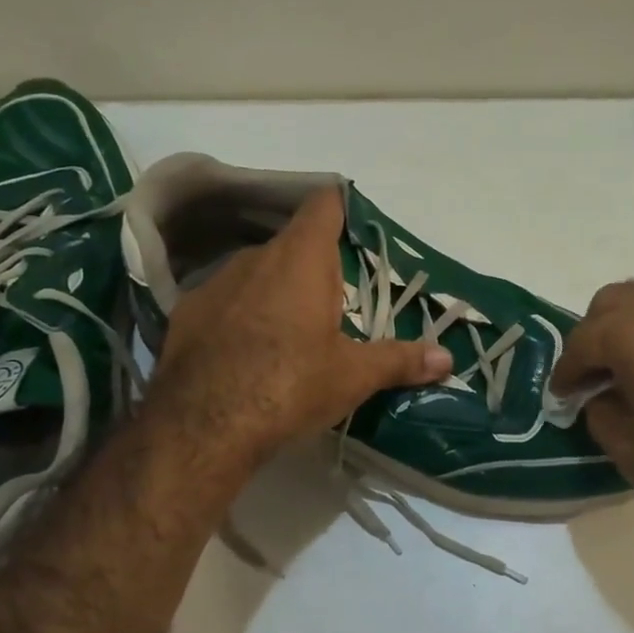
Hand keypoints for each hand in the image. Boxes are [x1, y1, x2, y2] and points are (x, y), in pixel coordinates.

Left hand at [149, 189, 451, 467]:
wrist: (202, 427)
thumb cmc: (290, 385)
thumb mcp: (353, 376)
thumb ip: (400, 360)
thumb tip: (447, 359)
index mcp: (302, 260)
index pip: (324, 205)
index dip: (341, 208)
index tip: (356, 227)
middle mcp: (255, 258)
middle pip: (293, 244)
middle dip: (316, 268)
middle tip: (337, 306)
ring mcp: (215, 284)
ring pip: (257, 272)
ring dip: (277, 291)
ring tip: (292, 334)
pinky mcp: (186, 313)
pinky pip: (225, 300)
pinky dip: (241, 315)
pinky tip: (246, 353)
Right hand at [551, 283, 633, 552]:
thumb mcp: (631, 450)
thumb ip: (601, 410)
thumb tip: (599, 396)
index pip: (583, 340)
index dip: (566, 371)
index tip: (561, 396)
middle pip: (614, 303)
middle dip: (595, 337)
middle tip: (592, 377)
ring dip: (631, 330)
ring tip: (629, 372)